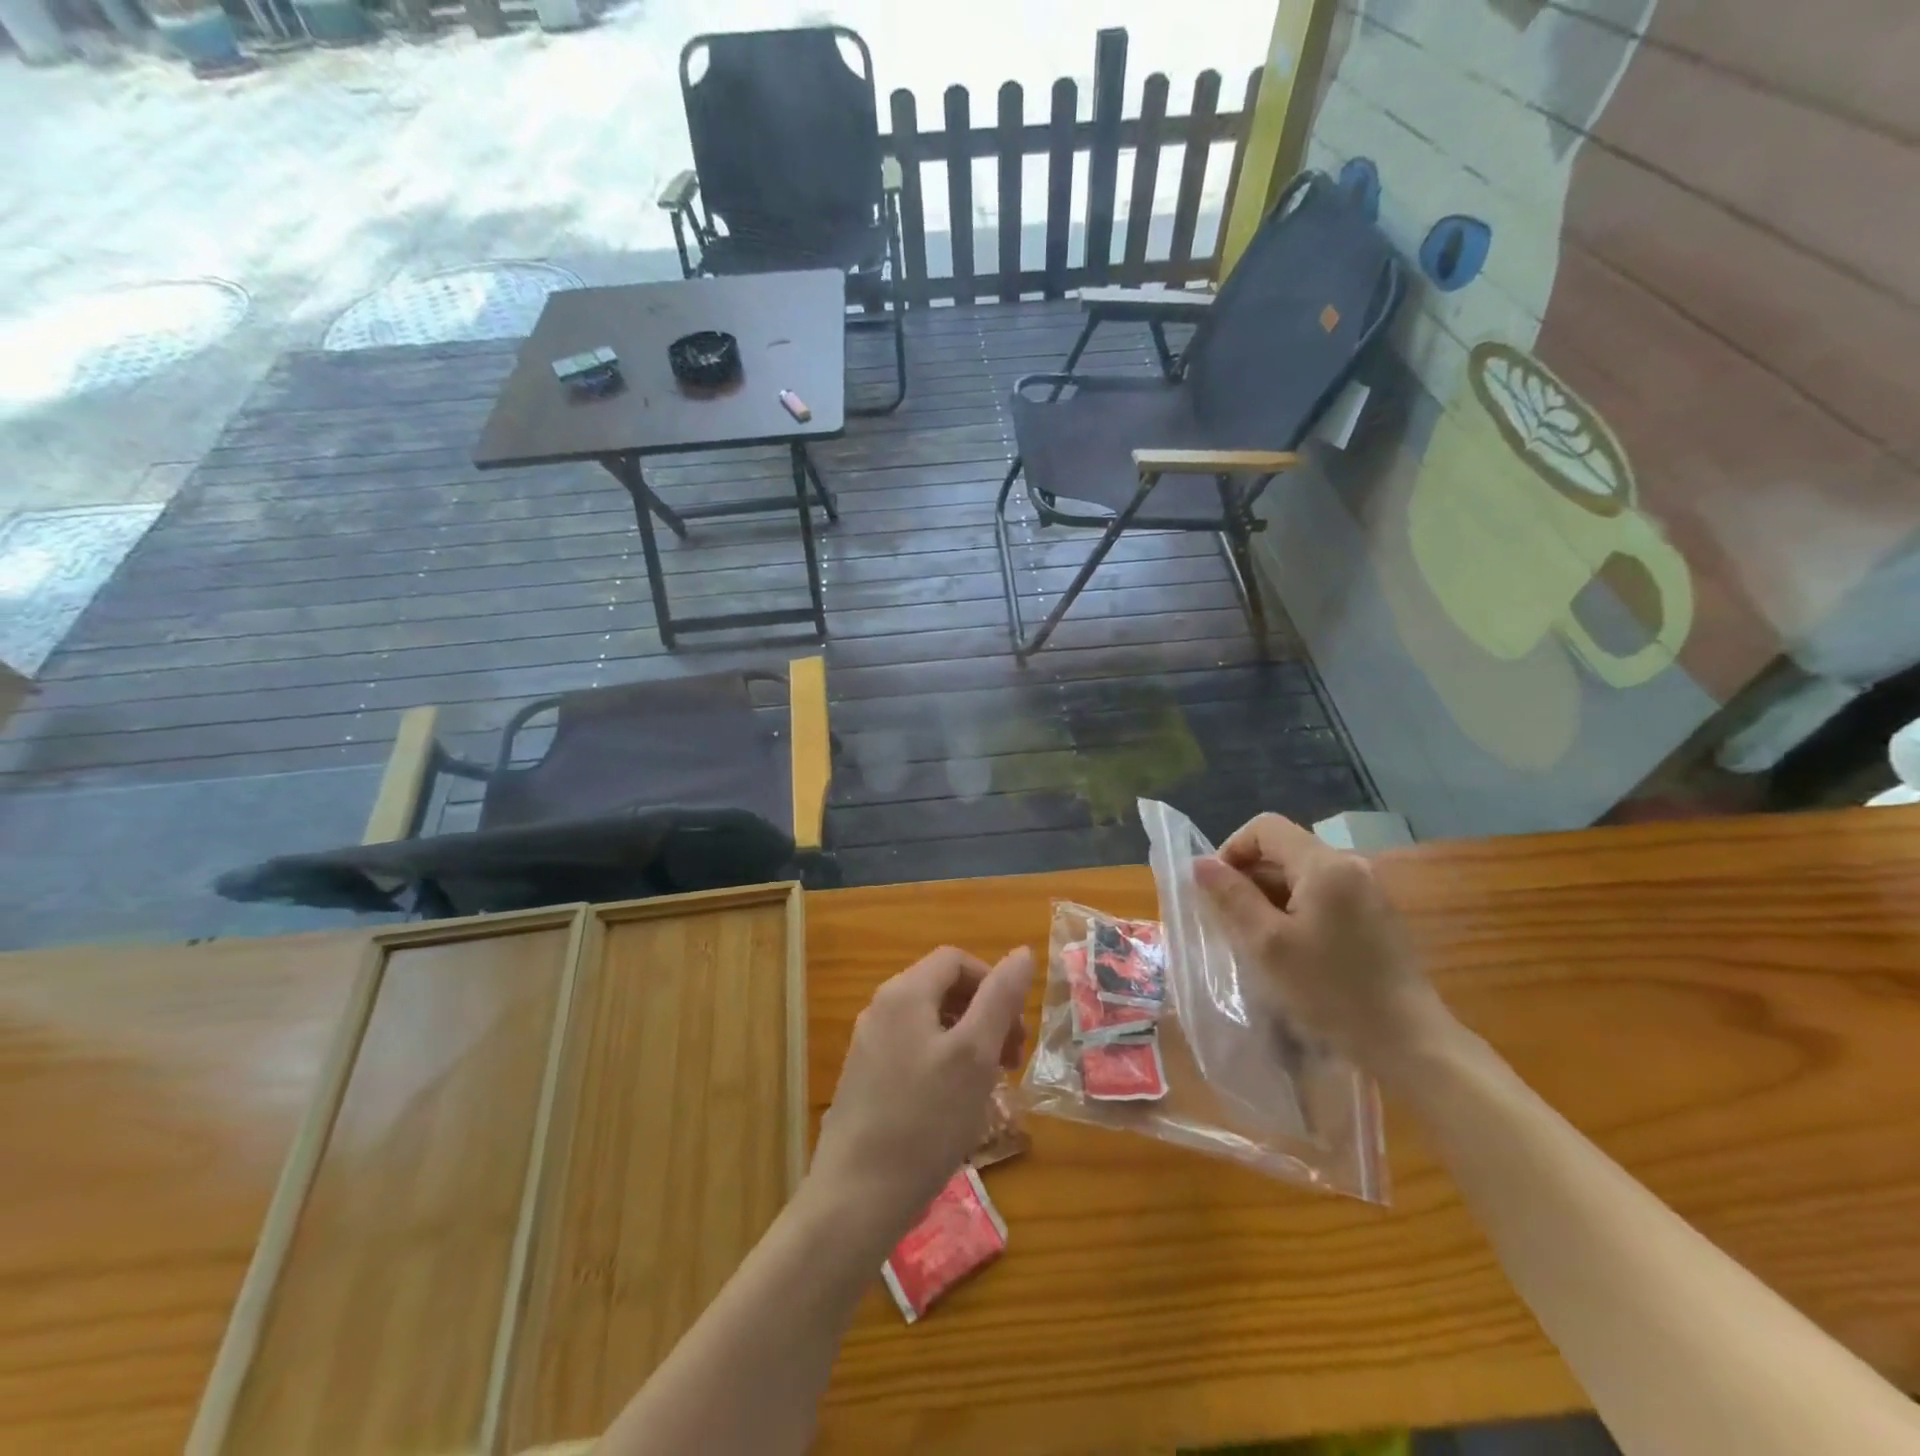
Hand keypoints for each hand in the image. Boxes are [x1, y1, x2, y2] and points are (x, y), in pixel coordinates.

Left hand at [806, 945, 1033, 1246]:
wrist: (856, 1197)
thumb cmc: (925, 1120)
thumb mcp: (975, 1055)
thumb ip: (1000, 998)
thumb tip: (1022, 953)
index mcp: (904, 993)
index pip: (956, 961)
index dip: (994, 982)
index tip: (1017, 1028)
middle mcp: (881, 1008)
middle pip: (943, 989)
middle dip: (985, 1014)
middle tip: (1012, 1061)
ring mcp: (869, 1045)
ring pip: (931, 1024)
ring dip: (969, 1042)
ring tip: (990, 1085)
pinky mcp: (866, 1079)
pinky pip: (914, 1052)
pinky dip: (945, 1064)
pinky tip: (957, 1105)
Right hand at [1192, 813, 1444, 1071]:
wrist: (1409, 1044)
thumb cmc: (1331, 991)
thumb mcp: (1267, 944)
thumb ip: (1232, 897)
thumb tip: (1200, 863)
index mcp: (1325, 865)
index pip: (1265, 828)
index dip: (1231, 849)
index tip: (1215, 890)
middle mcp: (1350, 866)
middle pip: (1284, 851)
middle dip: (1249, 879)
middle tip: (1229, 922)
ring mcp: (1368, 892)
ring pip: (1301, 877)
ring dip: (1270, 899)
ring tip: (1256, 941)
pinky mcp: (1376, 918)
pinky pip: (1323, 897)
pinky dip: (1296, 912)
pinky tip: (1290, 952)